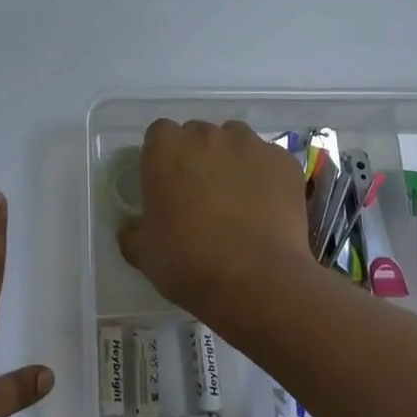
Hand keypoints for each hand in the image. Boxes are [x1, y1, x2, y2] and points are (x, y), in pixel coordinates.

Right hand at [118, 119, 312, 320]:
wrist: (257, 281)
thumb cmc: (189, 263)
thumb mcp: (145, 253)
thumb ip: (134, 231)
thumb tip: (132, 227)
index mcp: (165, 149)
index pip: (159, 134)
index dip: (163, 157)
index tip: (167, 184)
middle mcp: (206, 135)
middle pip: (198, 135)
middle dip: (198, 157)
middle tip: (202, 195)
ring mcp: (249, 144)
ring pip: (236, 142)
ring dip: (232, 161)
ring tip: (238, 200)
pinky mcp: (283, 161)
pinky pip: (269, 161)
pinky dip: (266, 177)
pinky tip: (268, 209)